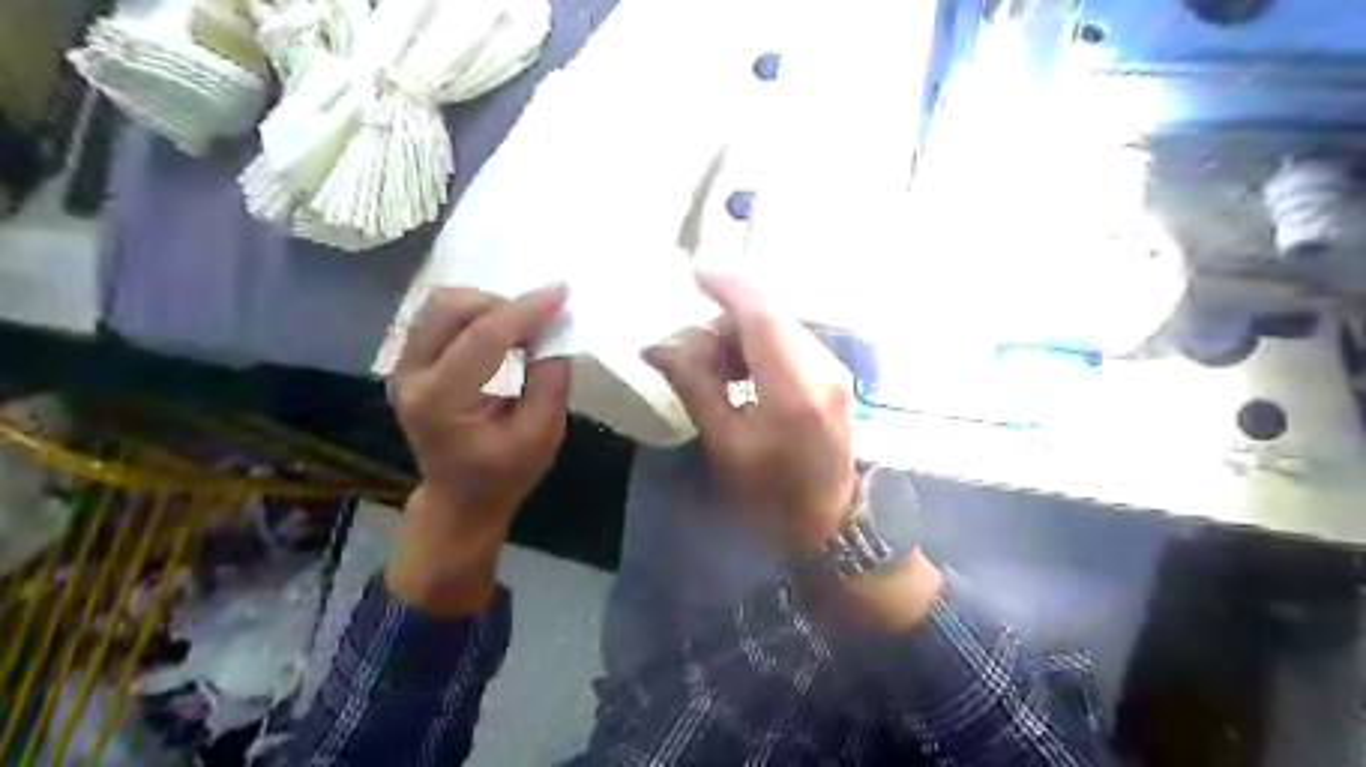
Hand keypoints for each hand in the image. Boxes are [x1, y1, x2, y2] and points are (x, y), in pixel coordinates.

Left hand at [384, 285, 572, 613]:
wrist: (460, 499)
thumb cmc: (505, 474)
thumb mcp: (542, 434)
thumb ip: (550, 380)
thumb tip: (554, 330)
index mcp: (440, 402)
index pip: (482, 338)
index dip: (524, 311)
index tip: (560, 293)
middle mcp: (410, 378)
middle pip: (449, 308)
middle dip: (500, 303)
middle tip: (538, 319)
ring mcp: (401, 368)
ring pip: (439, 305)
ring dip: (485, 304)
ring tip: (520, 325)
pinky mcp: (407, 364)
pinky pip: (437, 318)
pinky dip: (473, 313)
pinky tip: (499, 330)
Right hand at [647, 273, 857, 555]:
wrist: (827, 523)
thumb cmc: (770, 495)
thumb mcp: (723, 444)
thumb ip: (695, 386)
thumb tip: (659, 347)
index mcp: (794, 390)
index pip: (761, 315)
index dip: (726, 288)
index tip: (693, 275)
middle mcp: (822, 369)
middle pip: (770, 316)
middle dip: (726, 319)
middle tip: (692, 347)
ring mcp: (834, 371)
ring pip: (780, 327)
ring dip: (742, 335)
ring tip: (713, 368)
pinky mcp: (834, 377)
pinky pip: (791, 344)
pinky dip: (760, 348)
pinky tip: (741, 375)